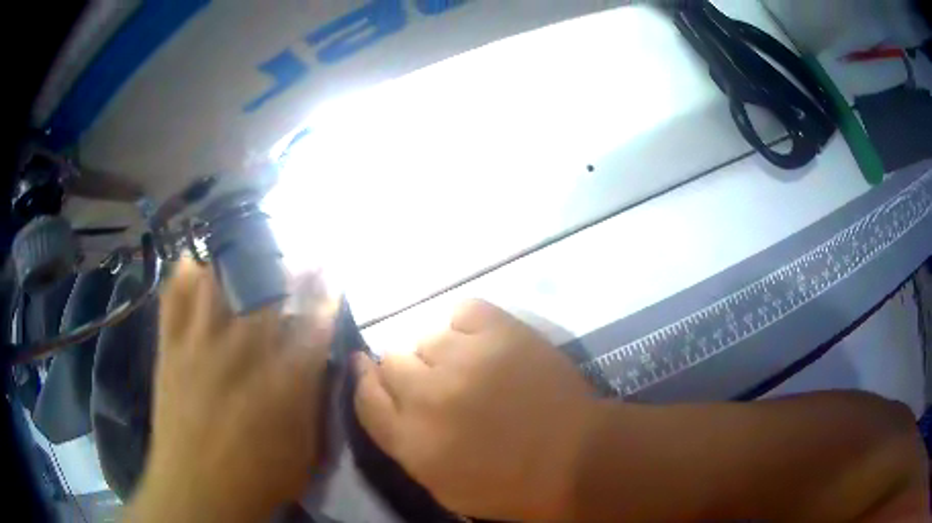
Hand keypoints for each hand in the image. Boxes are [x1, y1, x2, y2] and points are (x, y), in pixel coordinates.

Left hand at [128, 260, 333, 521]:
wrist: (197, 491)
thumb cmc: (258, 478)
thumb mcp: (304, 451)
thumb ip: (313, 403)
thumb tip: (318, 367)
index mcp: (280, 380)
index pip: (310, 323)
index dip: (323, 293)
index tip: (330, 271)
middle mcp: (240, 352)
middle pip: (266, 292)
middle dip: (286, 267)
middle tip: (294, 252)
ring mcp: (200, 346)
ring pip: (217, 283)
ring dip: (235, 263)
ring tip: (244, 253)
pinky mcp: (171, 350)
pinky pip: (173, 300)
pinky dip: (182, 276)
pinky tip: (192, 264)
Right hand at [353, 300, 600, 520]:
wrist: (578, 458)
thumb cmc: (511, 485)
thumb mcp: (443, 486)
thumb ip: (404, 444)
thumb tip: (388, 402)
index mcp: (411, 440)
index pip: (365, 397)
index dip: (364, 380)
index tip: (367, 369)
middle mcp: (428, 395)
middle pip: (389, 361)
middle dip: (406, 373)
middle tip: (435, 383)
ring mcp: (465, 358)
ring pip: (425, 336)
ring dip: (439, 353)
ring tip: (468, 366)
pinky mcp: (500, 331)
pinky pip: (461, 311)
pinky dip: (466, 325)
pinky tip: (481, 342)